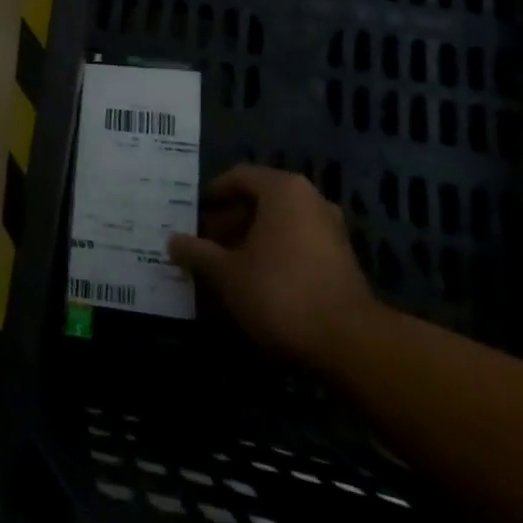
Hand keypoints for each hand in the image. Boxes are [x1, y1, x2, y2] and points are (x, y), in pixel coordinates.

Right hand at [168, 166, 376, 372]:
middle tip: (203, 244)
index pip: (239, 177)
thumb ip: (197, 253)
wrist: (350, 345)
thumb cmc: (279, 292)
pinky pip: (297, 246)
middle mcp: (311, 201)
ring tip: (224, 266)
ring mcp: (331, 231)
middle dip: (229, 221)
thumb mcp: (226, 273)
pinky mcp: (342, 262)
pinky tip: (254, 284)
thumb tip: (172, 241)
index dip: (212, 195)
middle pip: (260, 200)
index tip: (192, 215)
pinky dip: (273, 256)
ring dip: (250, 241)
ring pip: (279, 225)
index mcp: (283, 190)